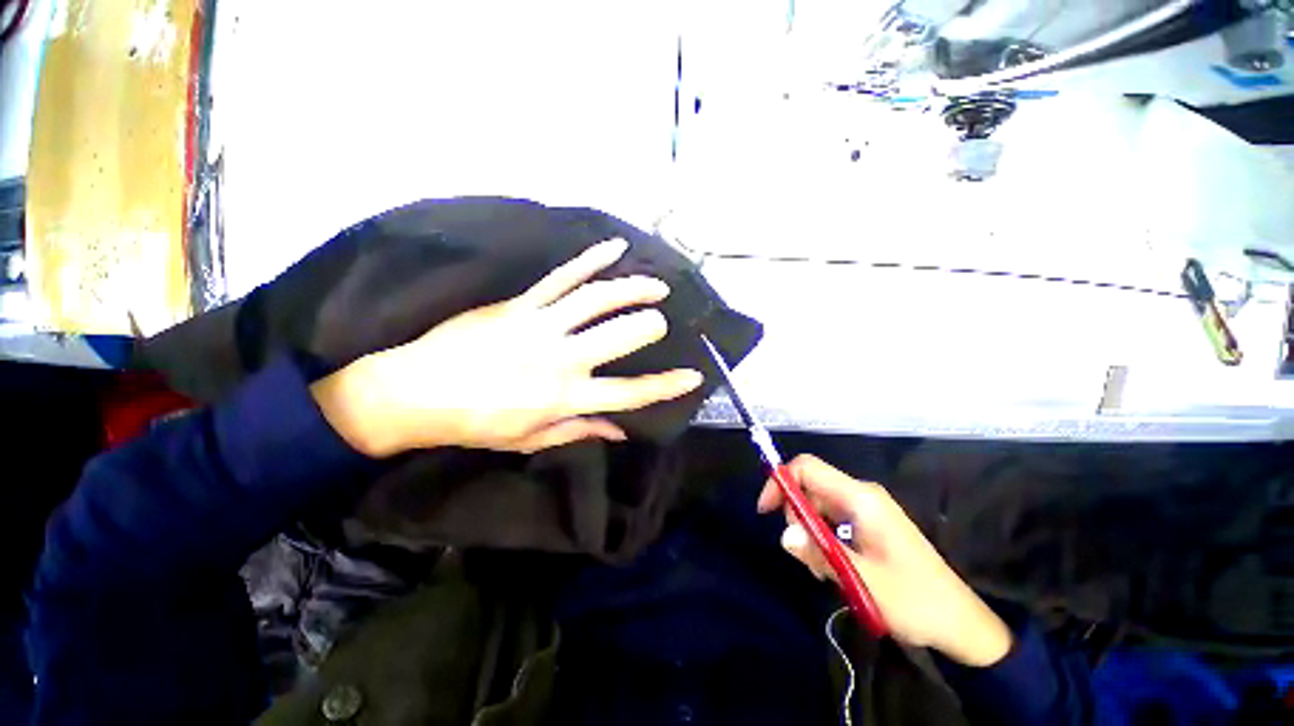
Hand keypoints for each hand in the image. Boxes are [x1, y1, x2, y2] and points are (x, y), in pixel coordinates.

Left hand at [312, 238, 703, 456]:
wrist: (416, 393)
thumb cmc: (477, 423)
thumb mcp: (531, 439)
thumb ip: (579, 430)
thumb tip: (620, 430)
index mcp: (564, 397)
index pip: (628, 393)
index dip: (665, 385)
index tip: (693, 375)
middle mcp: (559, 358)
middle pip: (616, 336)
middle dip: (647, 327)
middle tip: (663, 322)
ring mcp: (539, 324)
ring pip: (595, 299)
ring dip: (631, 288)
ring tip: (655, 285)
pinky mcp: (520, 303)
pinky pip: (562, 277)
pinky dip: (590, 260)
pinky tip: (613, 247)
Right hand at [758, 455, 1012, 666]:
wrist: (961, 624)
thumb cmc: (913, 600)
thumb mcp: (861, 580)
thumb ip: (818, 552)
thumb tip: (783, 534)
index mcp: (861, 498)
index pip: (807, 468)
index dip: (781, 482)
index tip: (766, 512)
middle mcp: (862, 494)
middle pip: (810, 486)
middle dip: (795, 514)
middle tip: (801, 552)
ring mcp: (867, 508)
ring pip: (818, 504)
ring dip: (809, 531)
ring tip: (820, 569)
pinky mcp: (870, 523)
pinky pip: (832, 518)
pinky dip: (822, 537)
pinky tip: (831, 566)